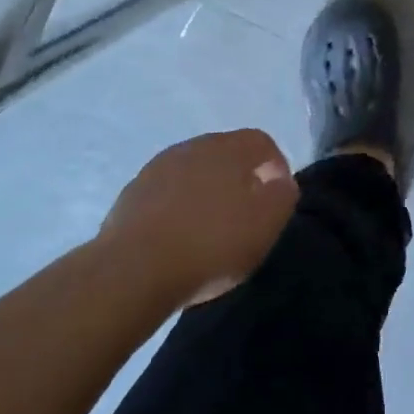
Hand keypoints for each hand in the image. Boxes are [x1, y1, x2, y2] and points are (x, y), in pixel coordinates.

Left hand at [100, 129, 297, 305]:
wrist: (132, 272)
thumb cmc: (211, 244)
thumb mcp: (266, 224)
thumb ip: (283, 196)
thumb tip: (281, 182)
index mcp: (228, 147)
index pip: (261, 141)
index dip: (276, 166)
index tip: (277, 197)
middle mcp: (192, 147)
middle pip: (226, 153)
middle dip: (240, 178)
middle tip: (246, 213)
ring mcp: (157, 168)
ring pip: (194, 172)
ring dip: (206, 192)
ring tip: (210, 228)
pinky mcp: (130, 195)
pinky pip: (166, 193)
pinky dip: (178, 208)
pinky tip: (179, 238)